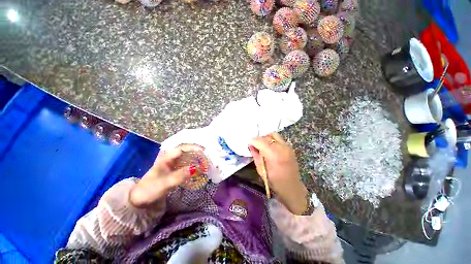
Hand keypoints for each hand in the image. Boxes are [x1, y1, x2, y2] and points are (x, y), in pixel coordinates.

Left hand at [129, 145, 201, 207]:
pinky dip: (193, 166)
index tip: (204, 151)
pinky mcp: (174, 172)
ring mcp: (172, 166)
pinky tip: (198, 170)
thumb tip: (196, 168)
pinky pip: (186, 166)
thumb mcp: (164, 183)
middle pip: (186, 152)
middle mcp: (170, 159)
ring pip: (186, 158)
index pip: (182, 148)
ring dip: (196, 159)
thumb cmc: (149, 190)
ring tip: (205, 162)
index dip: (193, 148)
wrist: (139, 201)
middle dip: (197, 152)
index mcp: (166, 158)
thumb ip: (179, 175)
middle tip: (206, 156)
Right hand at [249, 133, 307, 214]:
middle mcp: (282, 148)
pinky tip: (269, 147)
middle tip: (255, 145)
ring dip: (266, 138)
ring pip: (273, 135)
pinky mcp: (290, 147)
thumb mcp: (261, 170)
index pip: (261, 141)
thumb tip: (251, 145)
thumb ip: (255, 155)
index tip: (249, 143)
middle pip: (267, 137)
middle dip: (259, 139)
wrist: (292, 187)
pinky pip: (278, 139)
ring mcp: (287, 147)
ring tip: (262, 145)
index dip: (253, 141)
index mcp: (274, 156)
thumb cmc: (274, 181)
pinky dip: (272, 140)